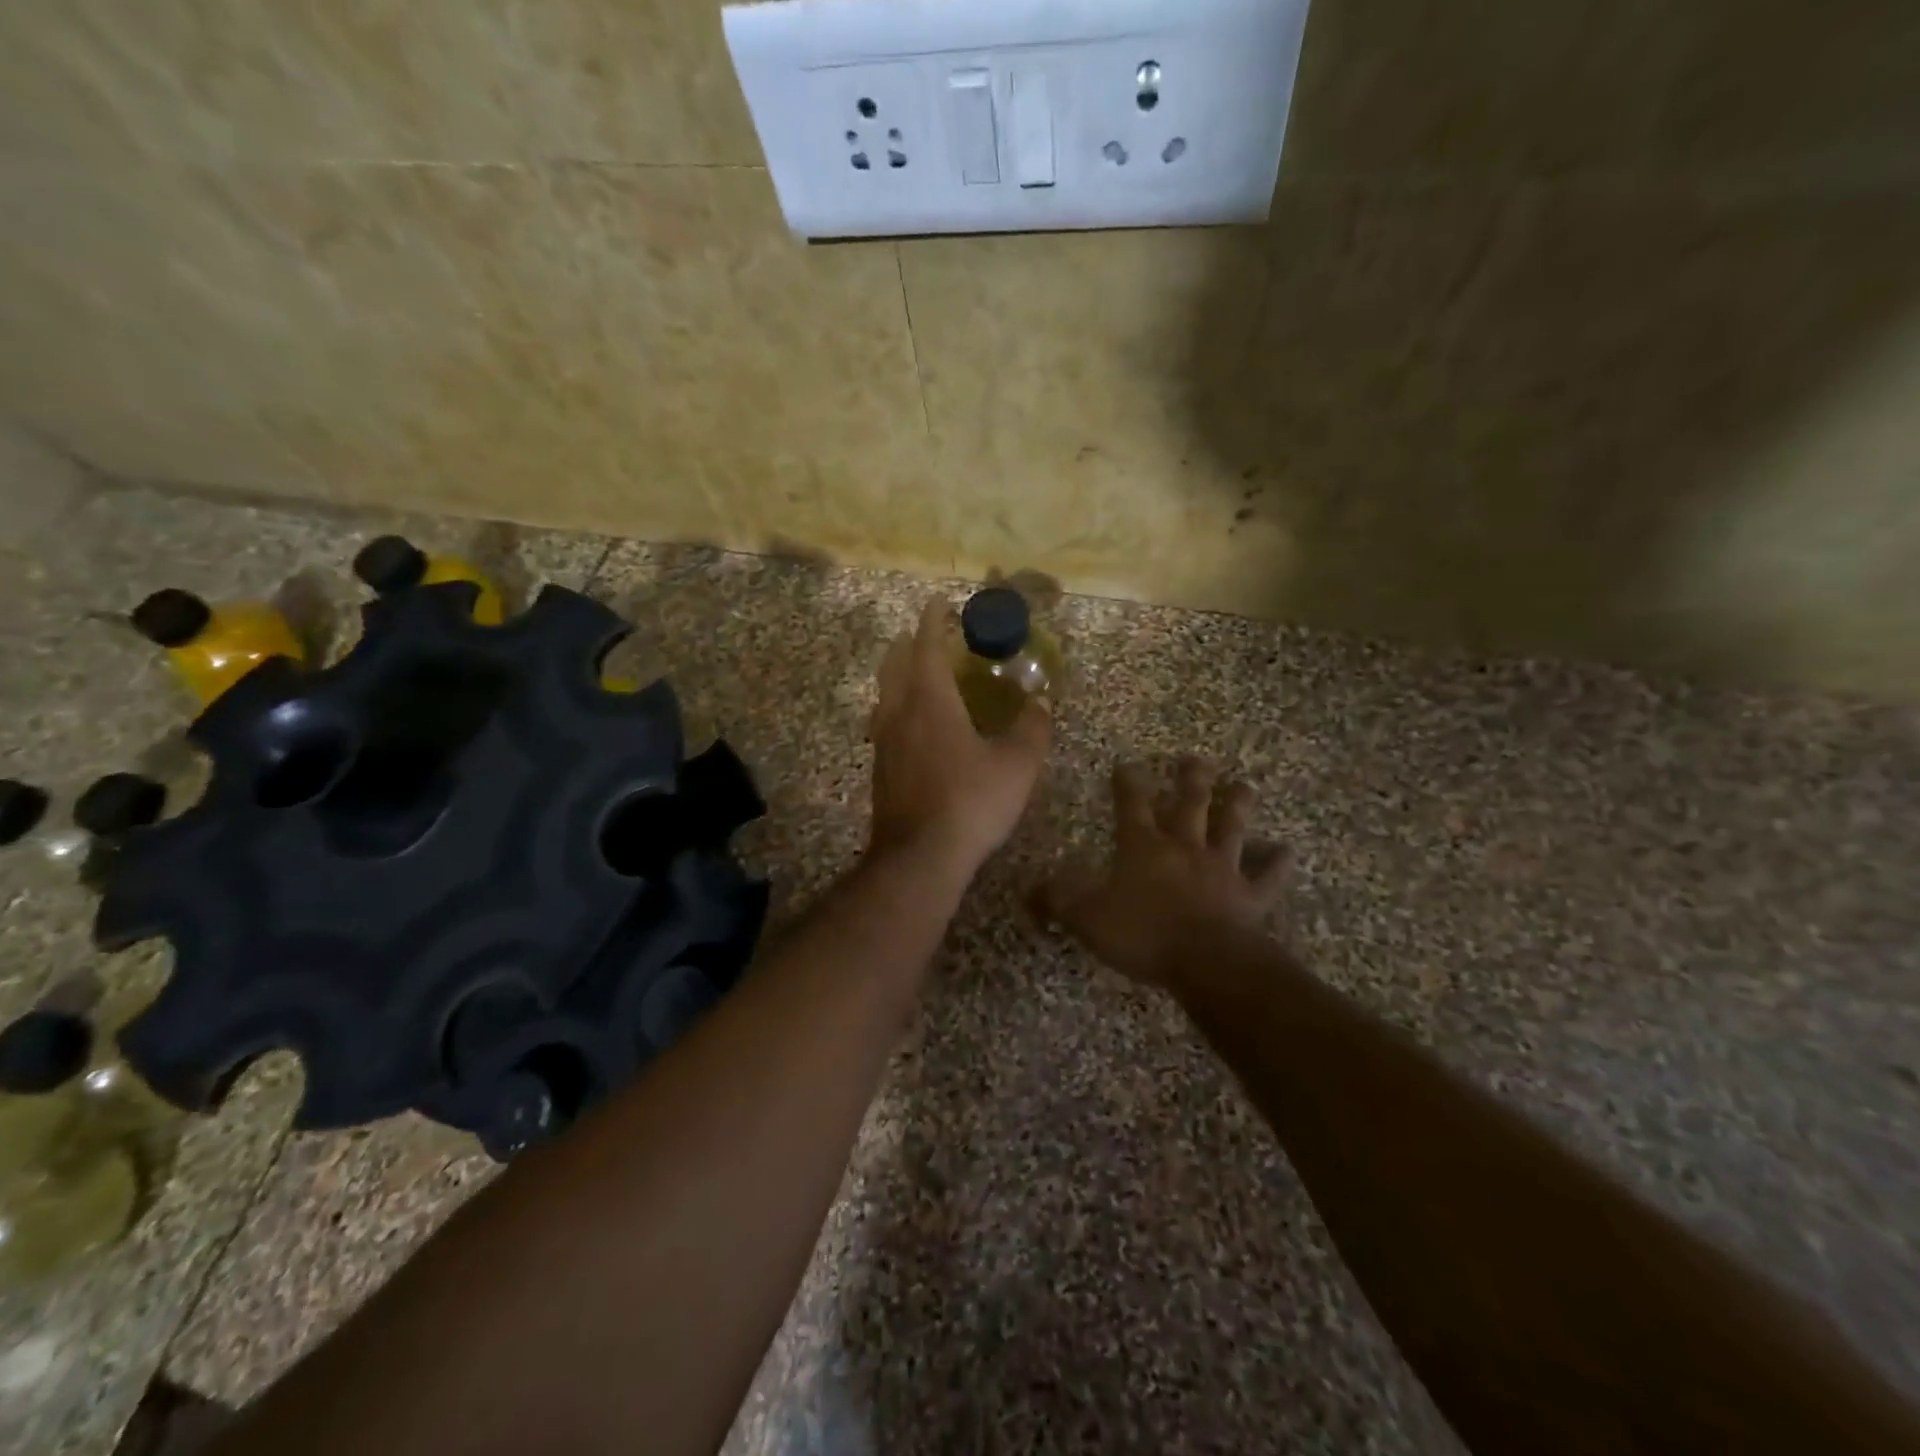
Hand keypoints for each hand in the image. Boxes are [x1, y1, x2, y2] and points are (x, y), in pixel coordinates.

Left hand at [868, 598, 1050, 876]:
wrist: (919, 858)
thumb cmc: (971, 802)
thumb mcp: (1017, 765)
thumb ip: (1033, 728)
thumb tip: (1042, 702)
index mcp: (929, 701)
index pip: (925, 646)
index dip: (932, 621)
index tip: (938, 603)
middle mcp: (899, 713)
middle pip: (894, 664)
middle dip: (909, 643)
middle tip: (928, 636)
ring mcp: (883, 742)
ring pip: (885, 694)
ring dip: (899, 675)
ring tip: (920, 676)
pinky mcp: (880, 769)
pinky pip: (885, 722)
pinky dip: (898, 707)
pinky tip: (916, 727)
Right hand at [1038, 758, 1288, 987]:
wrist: (1205, 961)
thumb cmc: (1142, 933)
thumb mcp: (1085, 918)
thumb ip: (1057, 899)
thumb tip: (1029, 888)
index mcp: (1143, 847)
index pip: (1131, 805)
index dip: (1128, 783)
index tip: (1127, 763)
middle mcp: (1184, 847)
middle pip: (1189, 804)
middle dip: (1190, 779)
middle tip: (1195, 758)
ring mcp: (1221, 868)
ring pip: (1232, 828)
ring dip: (1237, 806)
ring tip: (1243, 785)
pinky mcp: (1250, 896)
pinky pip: (1267, 876)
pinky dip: (1278, 863)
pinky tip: (1288, 851)